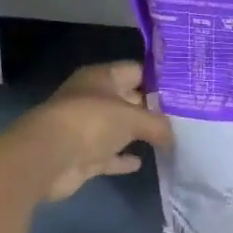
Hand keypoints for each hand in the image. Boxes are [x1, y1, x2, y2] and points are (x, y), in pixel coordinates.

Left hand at [11, 60, 171, 202]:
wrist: (47, 158)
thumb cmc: (91, 122)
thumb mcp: (133, 117)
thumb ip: (158, 125)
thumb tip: (173, 137)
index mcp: (102, 77)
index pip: (137, 70)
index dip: (160, 79)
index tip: (185, 89)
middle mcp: (93, 98)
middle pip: (130, 99)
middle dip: (153, 108)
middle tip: (185, 117)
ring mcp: (86, 128)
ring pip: (119, 128)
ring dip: (138, 134)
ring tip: (171, 139)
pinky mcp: (82, 155)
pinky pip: (109, 155)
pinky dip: (122, 158)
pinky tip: (141, 162)